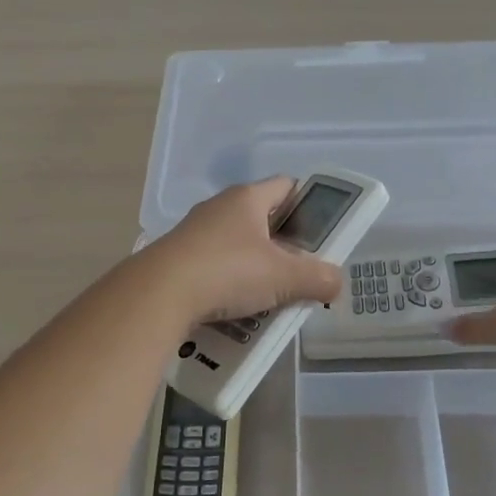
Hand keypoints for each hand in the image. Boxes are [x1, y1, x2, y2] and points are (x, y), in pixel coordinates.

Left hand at [143, 178, 344, 325]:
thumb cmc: (228, 271)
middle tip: (300, 271)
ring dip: (254, 268)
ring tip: (270, 296)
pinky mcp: (177, 259)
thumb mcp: (283, 278)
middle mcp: (219, 207)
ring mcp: (194, 232)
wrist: (159, 294)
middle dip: (282, 245)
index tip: (320, 230)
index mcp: (247, 198)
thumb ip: (317, 278)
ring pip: (236, 246)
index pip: (286, 186)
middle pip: (261, 220)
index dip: (307, 203)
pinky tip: (236, 309)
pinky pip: (213, 267)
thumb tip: (336, 283)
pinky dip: (228, 284)